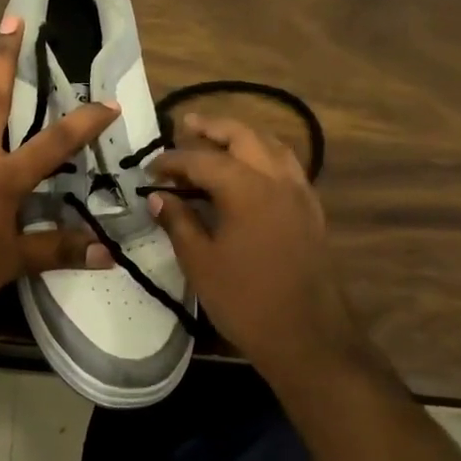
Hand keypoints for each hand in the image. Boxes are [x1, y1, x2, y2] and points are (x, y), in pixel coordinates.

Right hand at [146, 114, 366, 375]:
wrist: (307, 336)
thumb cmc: (245, 300)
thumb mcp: (200, 262)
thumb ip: (178, 222)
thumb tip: (158, 198)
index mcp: (246, 189)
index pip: (202, 160)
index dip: (172, 160)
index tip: (150, 168)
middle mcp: (277, 180)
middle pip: (244, 136)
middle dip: (213, 127)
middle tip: (186, 124)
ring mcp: (300, 193)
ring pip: (271, 146)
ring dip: (242, 136)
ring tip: (217, 139)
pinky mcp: (311, 210)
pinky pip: (287, 166)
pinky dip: (264, 155)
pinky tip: (249, 170)